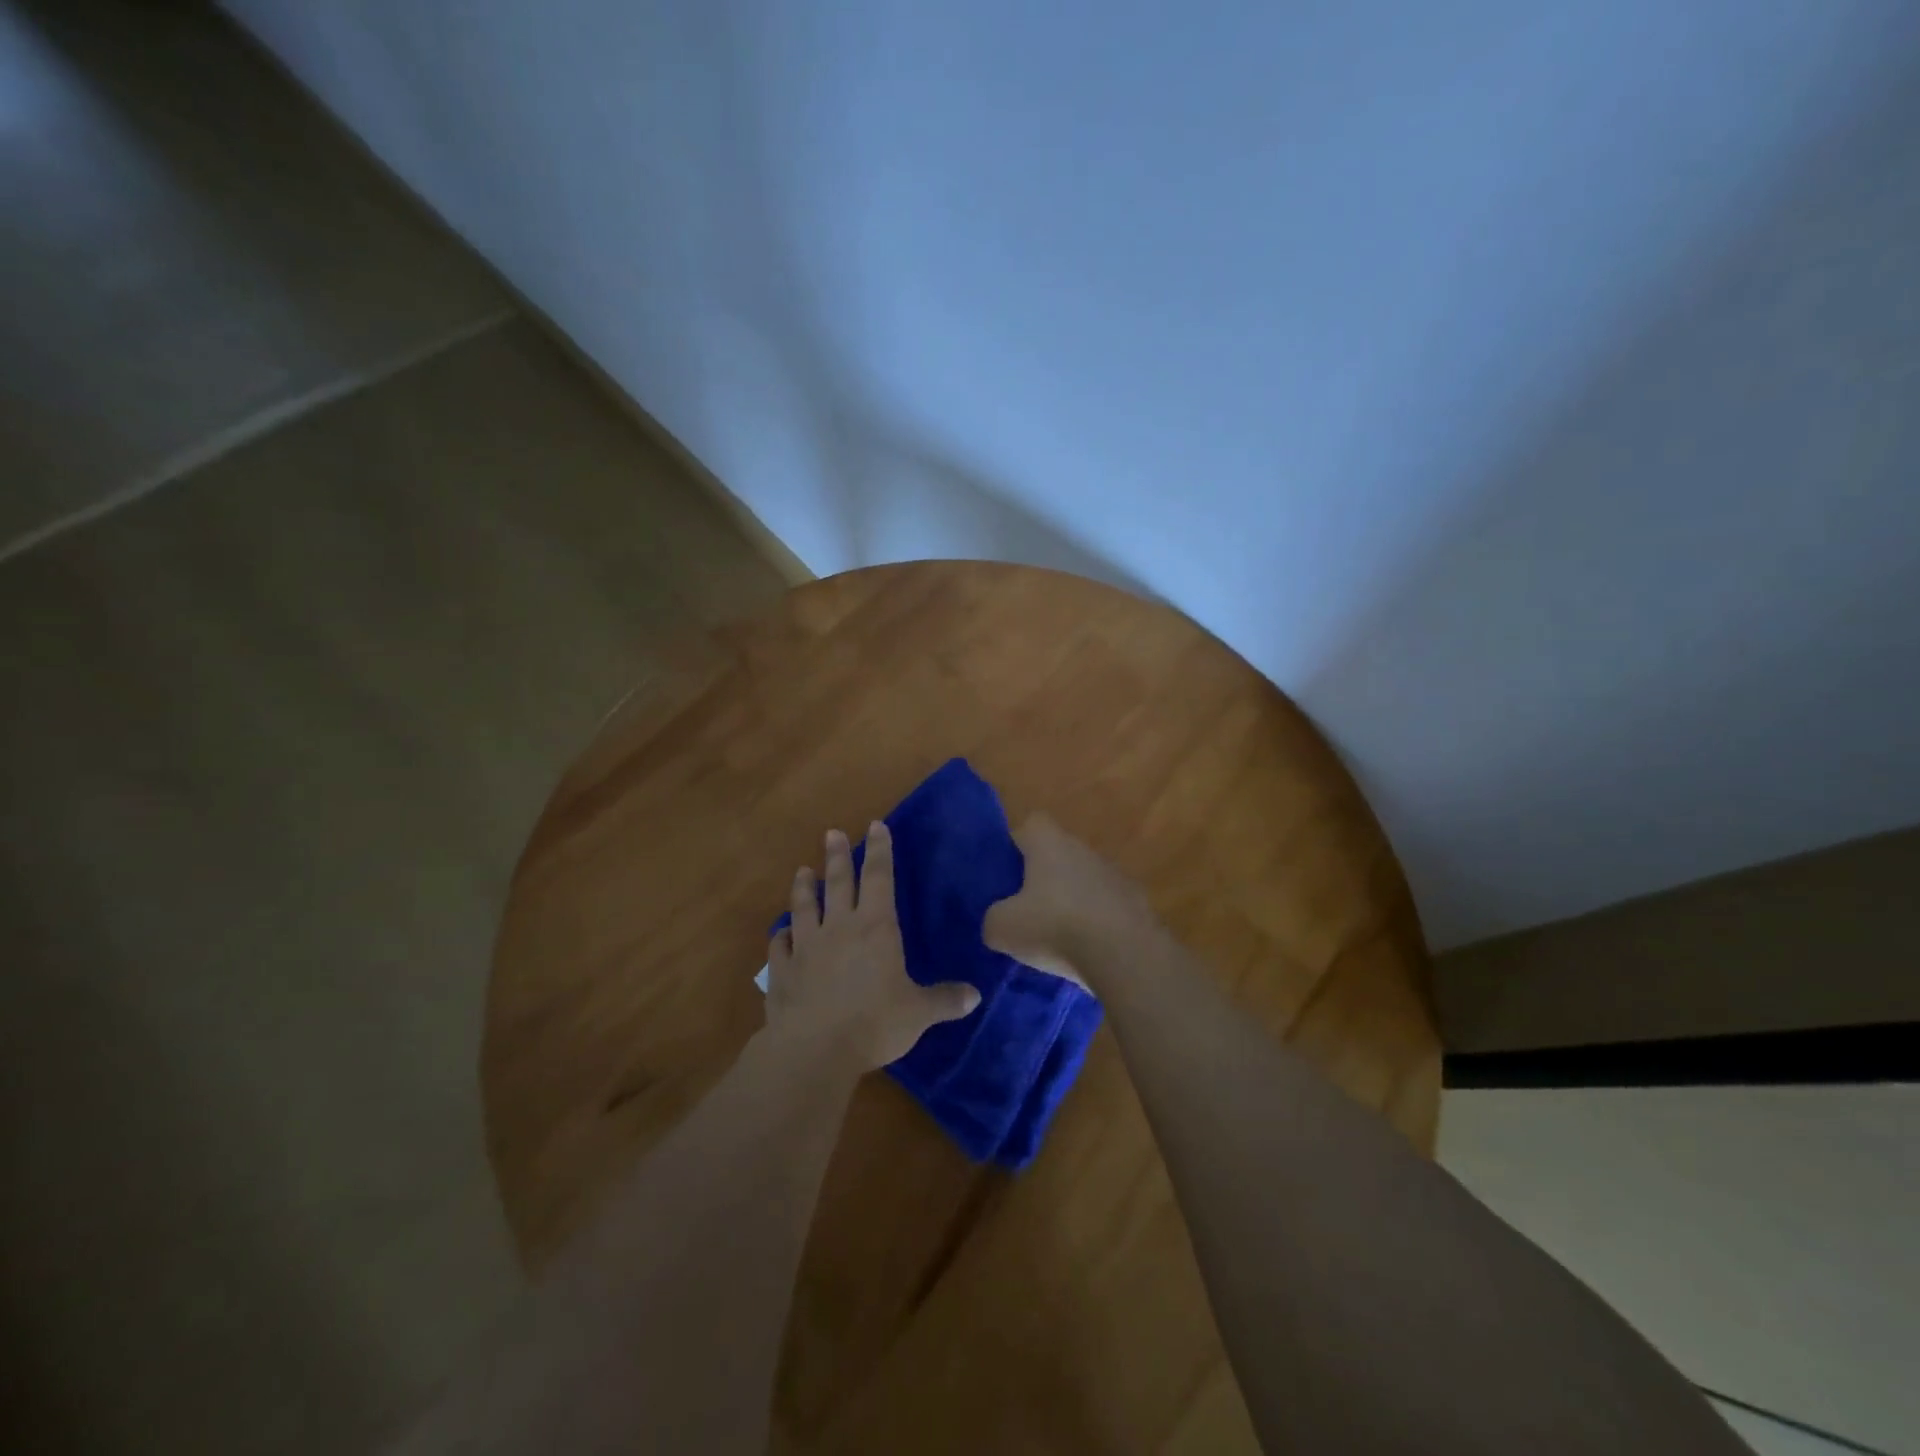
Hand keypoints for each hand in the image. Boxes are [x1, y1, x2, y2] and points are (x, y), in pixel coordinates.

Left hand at [766, 822, 980, 1069]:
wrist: (813, 1050)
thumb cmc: (874, 1023)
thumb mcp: (919, 1013)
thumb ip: (944, 1000)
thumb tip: (975, 995)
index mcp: (876, 928)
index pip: (880, 878)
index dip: (880, 851)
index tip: (876, 825)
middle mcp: (839, 928)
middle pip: (838, 883)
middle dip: (838, 856)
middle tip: (831, 833)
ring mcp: (805, 947)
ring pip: (804, 907)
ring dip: (804, 888)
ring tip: (803, 870)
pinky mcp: (781, 971)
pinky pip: (779, 946)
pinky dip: (780, 936)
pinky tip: (780, 933)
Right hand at [983, 813, 1159, 990]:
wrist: (1125, 955)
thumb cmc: (1055, 927)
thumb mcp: (1002, 928)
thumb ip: (993, 917)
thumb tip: (999, 919)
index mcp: (1049, 843)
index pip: (1030, 825)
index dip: (1016, 845)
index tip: (1006, 874)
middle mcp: (1083, 848)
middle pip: (1057, 854)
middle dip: (1042, 878)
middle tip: (1026, 910)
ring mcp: (1114, 874)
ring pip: (1083, 881)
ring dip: (1071, 901)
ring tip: (1058, 938)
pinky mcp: (1136, 903)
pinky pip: (1106, 907)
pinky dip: (1096, 923)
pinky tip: (1087, 952)